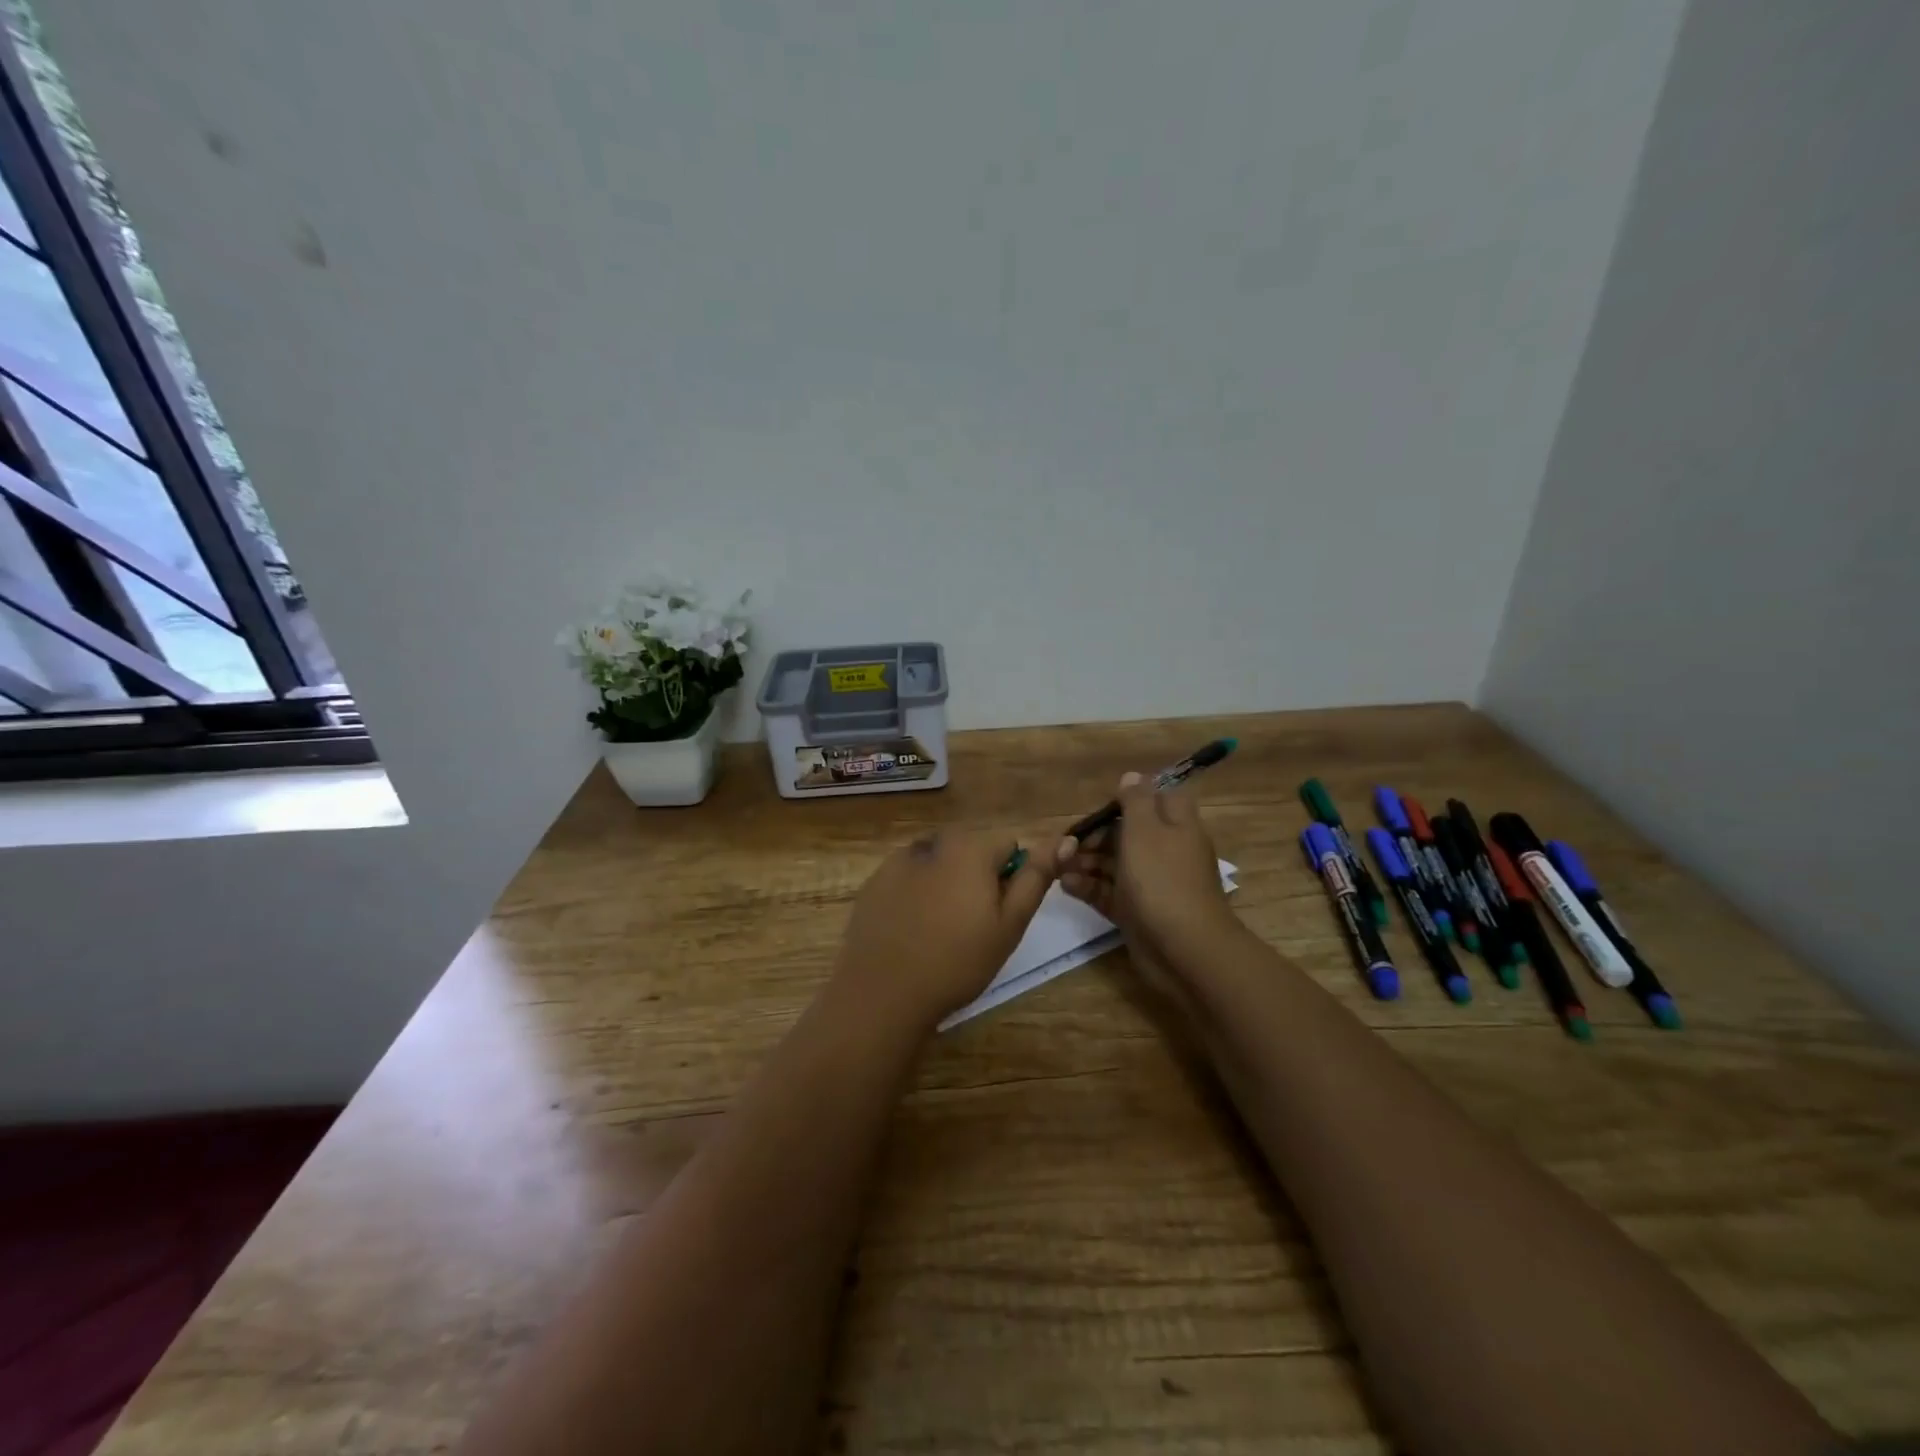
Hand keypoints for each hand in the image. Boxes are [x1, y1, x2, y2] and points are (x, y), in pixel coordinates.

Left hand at [831, 830, 1056, 1031]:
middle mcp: (933, 842)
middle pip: (971, 850)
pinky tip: (910, 930)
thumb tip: (1065, 839)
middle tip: (971, 927)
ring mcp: (898, 860)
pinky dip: (915, 894)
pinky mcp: (874, 881)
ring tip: (938, 931)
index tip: (998, 914)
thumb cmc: (957, 961)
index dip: (1010, 878)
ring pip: (939, 863)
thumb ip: (1036, 877)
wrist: (882, 993)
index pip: (1008, 844)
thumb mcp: (1009, 924)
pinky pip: (908, 877)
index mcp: (970, 848)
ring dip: (946, 883)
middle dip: (977, 877)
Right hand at [1056, 773, 1238, 978]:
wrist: (1184, 950)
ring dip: (1085, 862)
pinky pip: (1109, 892)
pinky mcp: (1137, 912)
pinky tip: (1066, 886)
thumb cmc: (1163, 880)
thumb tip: (1132, 776)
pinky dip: (1089, 887)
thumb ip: (1135, 800)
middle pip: (1126, 833)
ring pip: (1113, 864)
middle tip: (1065, 844)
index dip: (1128, 799)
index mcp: (1176, 826)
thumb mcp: (1146, 830)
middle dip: (1094, 836)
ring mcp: (1151, 883)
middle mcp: (1165, 851)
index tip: (1101, 807)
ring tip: (1057, 866)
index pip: (1156, 799)